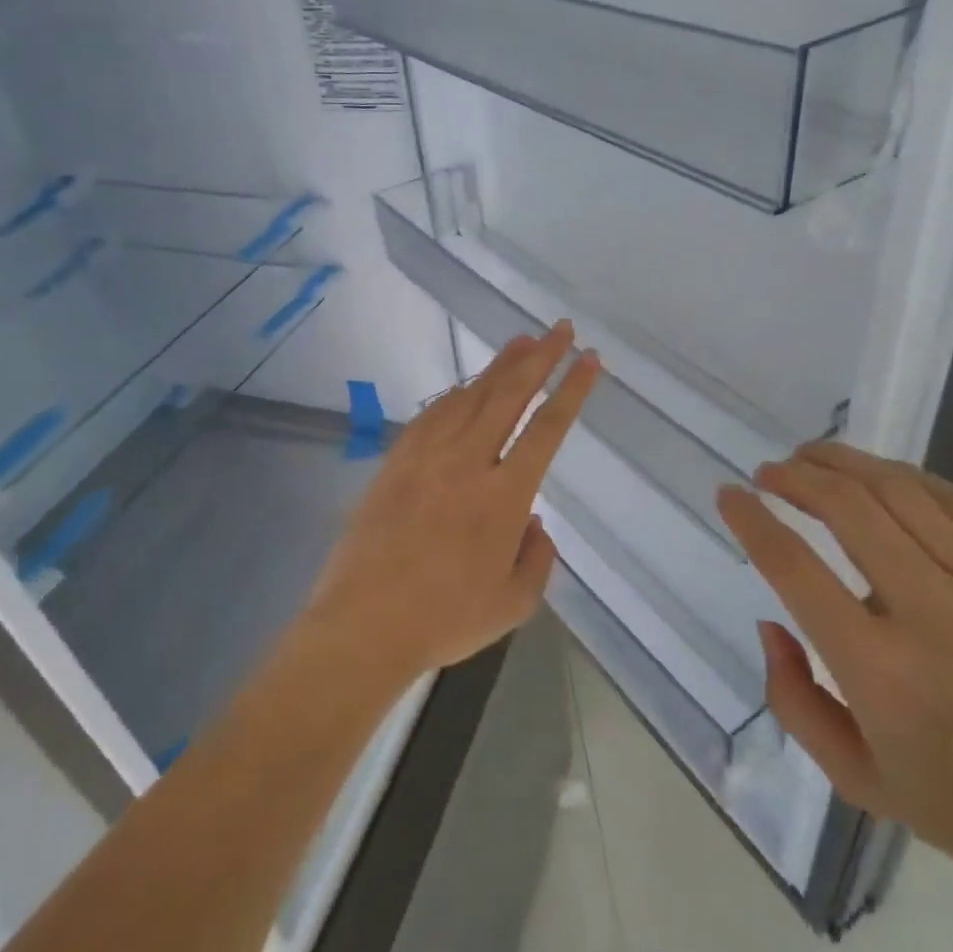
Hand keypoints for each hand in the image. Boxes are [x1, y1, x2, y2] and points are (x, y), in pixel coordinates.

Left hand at [302, 322, 600, 690]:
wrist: (363, 622)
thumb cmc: (444, 619)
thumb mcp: (514, 604)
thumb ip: (537, 559)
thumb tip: (534, 522)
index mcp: (504, 496)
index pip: (547, 428)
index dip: (572, 390)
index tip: (588, 359)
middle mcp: (468, 462)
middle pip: (509, 395)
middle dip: (540, 357)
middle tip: (560, 329)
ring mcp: (427, 456)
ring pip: (470, 396)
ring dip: (499, 365)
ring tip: (521, 341)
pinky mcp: (396, 461)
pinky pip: (432, 413)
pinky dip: (455, 392)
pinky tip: (466, 385)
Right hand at [717, 442, 952, 893]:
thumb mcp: (859, 782)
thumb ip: (793, 700)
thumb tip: (772, 622)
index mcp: (881, 672)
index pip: (794, 568)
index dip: (751, 520)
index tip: (730, 495)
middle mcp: (933, 615)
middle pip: (847, 509)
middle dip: (795, 476)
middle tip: (769, 471)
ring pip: (900, 491)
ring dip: (844, 463)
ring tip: (812, 456)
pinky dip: (906, 478)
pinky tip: (881, 476)